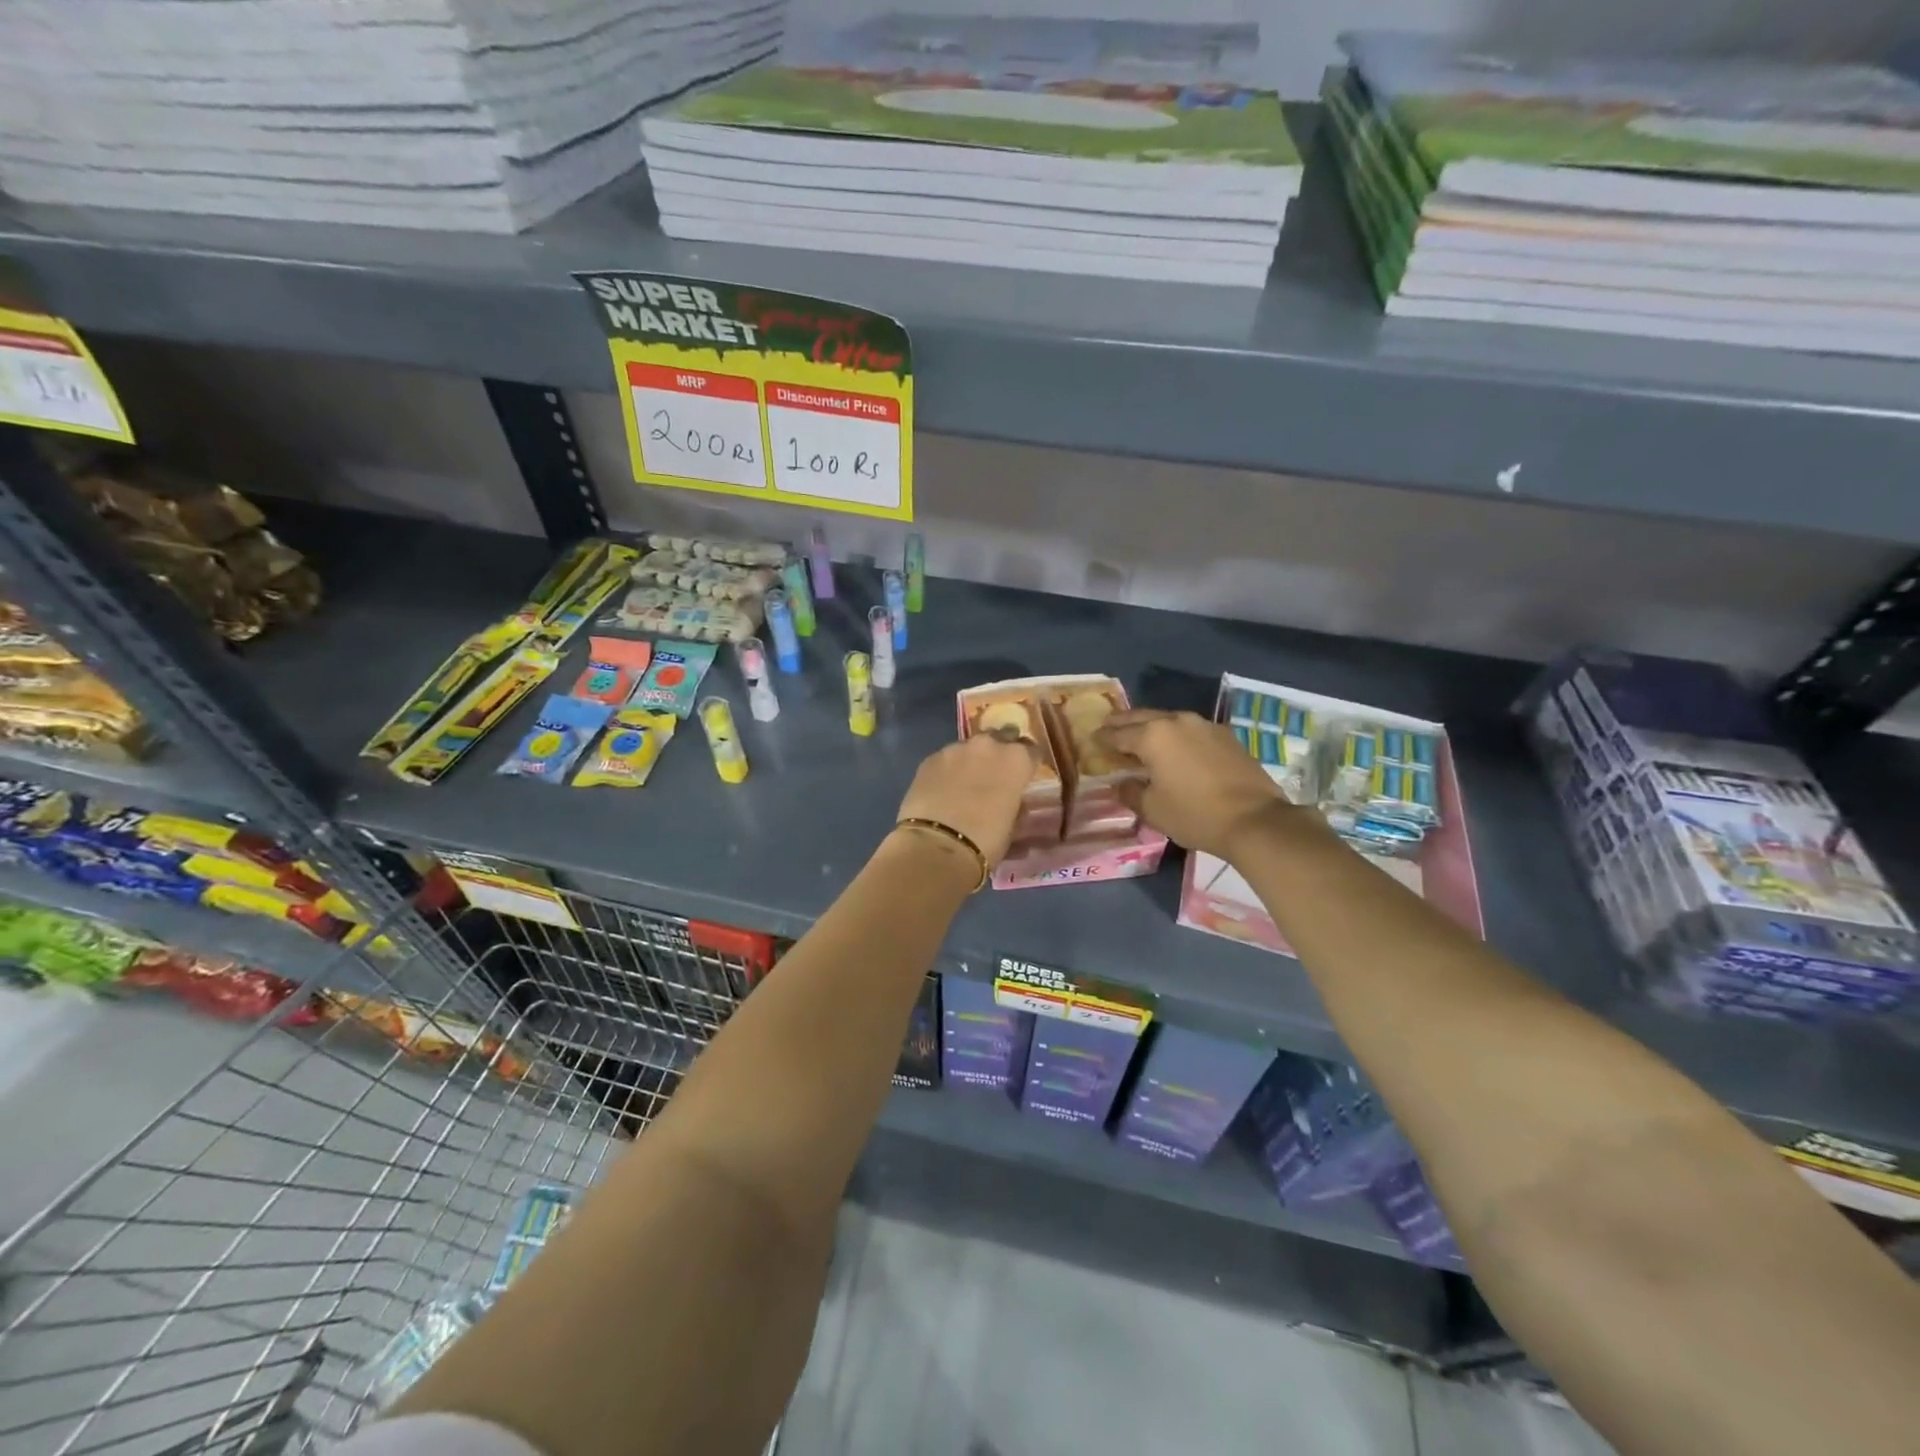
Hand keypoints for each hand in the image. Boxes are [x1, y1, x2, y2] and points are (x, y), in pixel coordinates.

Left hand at [895, 731, 1035, 867]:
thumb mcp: (1013, 825)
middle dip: (998, 754)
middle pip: (999, 739)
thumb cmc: (986, 840)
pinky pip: (945, 759)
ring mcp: (955, 749)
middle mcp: (988, 745)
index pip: (1031, 750)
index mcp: (1016, 759)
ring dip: (971, 761)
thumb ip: (1016, 804)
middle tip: (994, 776)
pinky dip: (948, 770)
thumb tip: (1013, 800)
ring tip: (965, 783)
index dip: (1027, 764)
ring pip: (969, 748)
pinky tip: (943, 789)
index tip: (1023, 776)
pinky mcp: (929, 758)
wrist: (937, 846)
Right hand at [1096, 709, 1303, 860]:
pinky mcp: (1225, 736)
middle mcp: (1176, 721)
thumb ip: (1130, 792)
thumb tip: (1120, 783)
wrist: (1254, 820)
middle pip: (1141, 717)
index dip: (1102, 738)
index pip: (1118, 734)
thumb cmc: (1195, 814)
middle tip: (1108, 728)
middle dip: (1122, 723)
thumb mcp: (1152, 809)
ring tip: (1140, 736)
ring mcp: (1204, 725)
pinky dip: (1175, 734)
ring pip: (1168, 719)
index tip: (1092, 740)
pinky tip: (1174, 746)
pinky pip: (1190, 729)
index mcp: (1152, 736)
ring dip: (1150, 725)